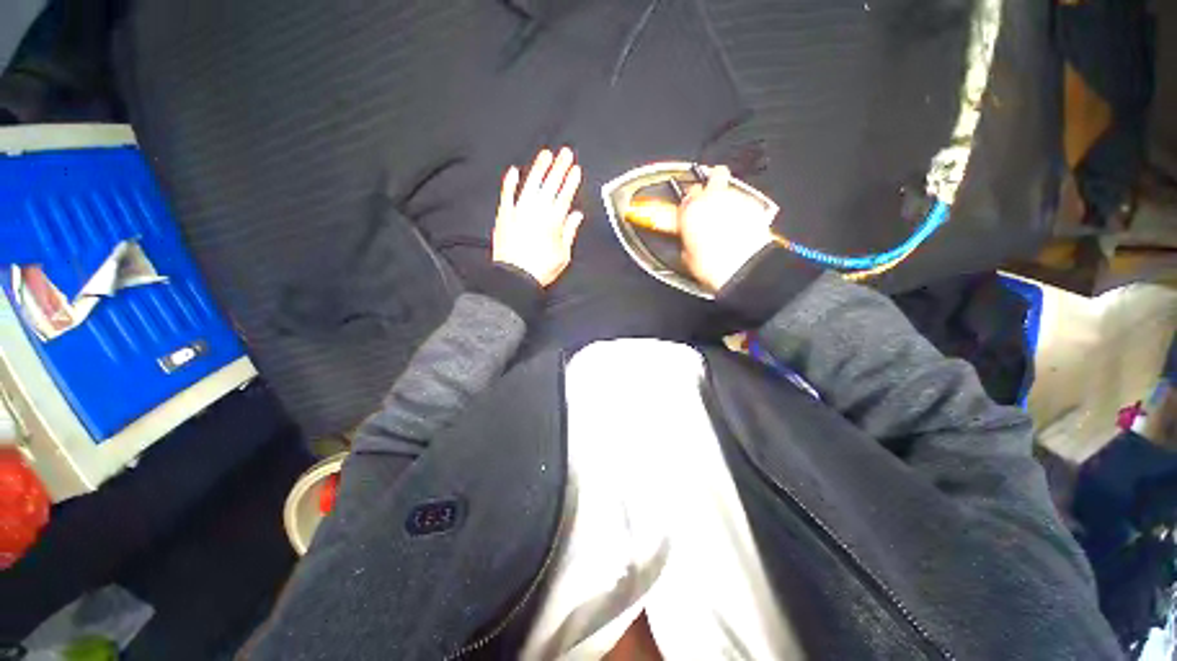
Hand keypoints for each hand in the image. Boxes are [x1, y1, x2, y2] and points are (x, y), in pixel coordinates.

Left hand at [493, 147, 584, 286]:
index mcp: (553, 222)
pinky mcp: (504, 216)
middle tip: (566, 153)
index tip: (575, 170)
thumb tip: (577, 215)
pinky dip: (510, 183)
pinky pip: (507, 195)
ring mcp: (519, 211)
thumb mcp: (563, 255)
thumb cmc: (541, 268)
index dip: (570, 182)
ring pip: (530, 184)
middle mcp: (537, 212)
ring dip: (538, 168)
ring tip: (546, 154)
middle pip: (550, 185)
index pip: (564, 196)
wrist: (515, 277)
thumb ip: (569, 232)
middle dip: (559, 168)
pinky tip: (514, 171)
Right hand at [678, 165, 774, 291]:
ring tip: (728, 219)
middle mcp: (713, 198)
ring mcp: (736, 198)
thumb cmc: (713, 264)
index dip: (691, 200)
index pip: (688, 192)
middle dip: (714, 182)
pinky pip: (746, 201)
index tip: (692, 208)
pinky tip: (741, 225)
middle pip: (716, 174)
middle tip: (713, 196)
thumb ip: (688, 237)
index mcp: (691, 209)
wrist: (743, 267)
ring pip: (732, 189)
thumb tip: (689, 237)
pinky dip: (743, 209)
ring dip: (728, 200)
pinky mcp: (755, 205)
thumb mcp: (688, 255)